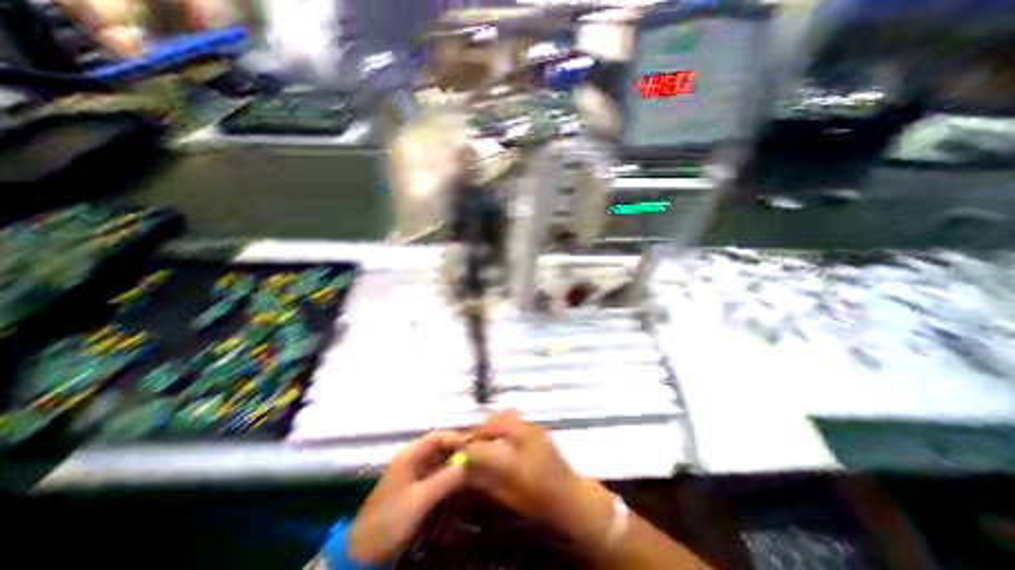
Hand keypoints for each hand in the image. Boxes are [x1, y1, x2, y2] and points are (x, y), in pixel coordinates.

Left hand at [345, 430, 461, 563]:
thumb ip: (444, 479)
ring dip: (452, 465)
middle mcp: (412, 460)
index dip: (455, 438)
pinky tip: (456, 485)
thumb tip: (465, 465)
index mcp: (410, 455)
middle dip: (456, 452)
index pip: (437, 437)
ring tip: (469, 471)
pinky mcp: (414, 489)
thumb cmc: (390, 520)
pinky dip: (446, 478)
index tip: (473, 446)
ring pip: (438, 462)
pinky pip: (435, 476)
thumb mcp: (420, 500)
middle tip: (475, 459)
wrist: (363, 552)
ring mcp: (412, 475)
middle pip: (439, 448)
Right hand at [463, 410, 613, 555]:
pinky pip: (514, 417)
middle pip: (493, 423)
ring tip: (486, 439)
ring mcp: (532, 427)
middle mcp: (523, 435)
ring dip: (491, 425)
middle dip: (479, 431)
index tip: (457, 450)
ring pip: (504, 416)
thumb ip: (485, 480)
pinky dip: (503, 423)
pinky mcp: (536, 426)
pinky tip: (502, 436)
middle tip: (472, 443)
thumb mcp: (508, 495)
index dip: (466, 447)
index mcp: (515, 458)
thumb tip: (464, 469)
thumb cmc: (539, 500)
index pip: (482, 448)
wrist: (570, 493)